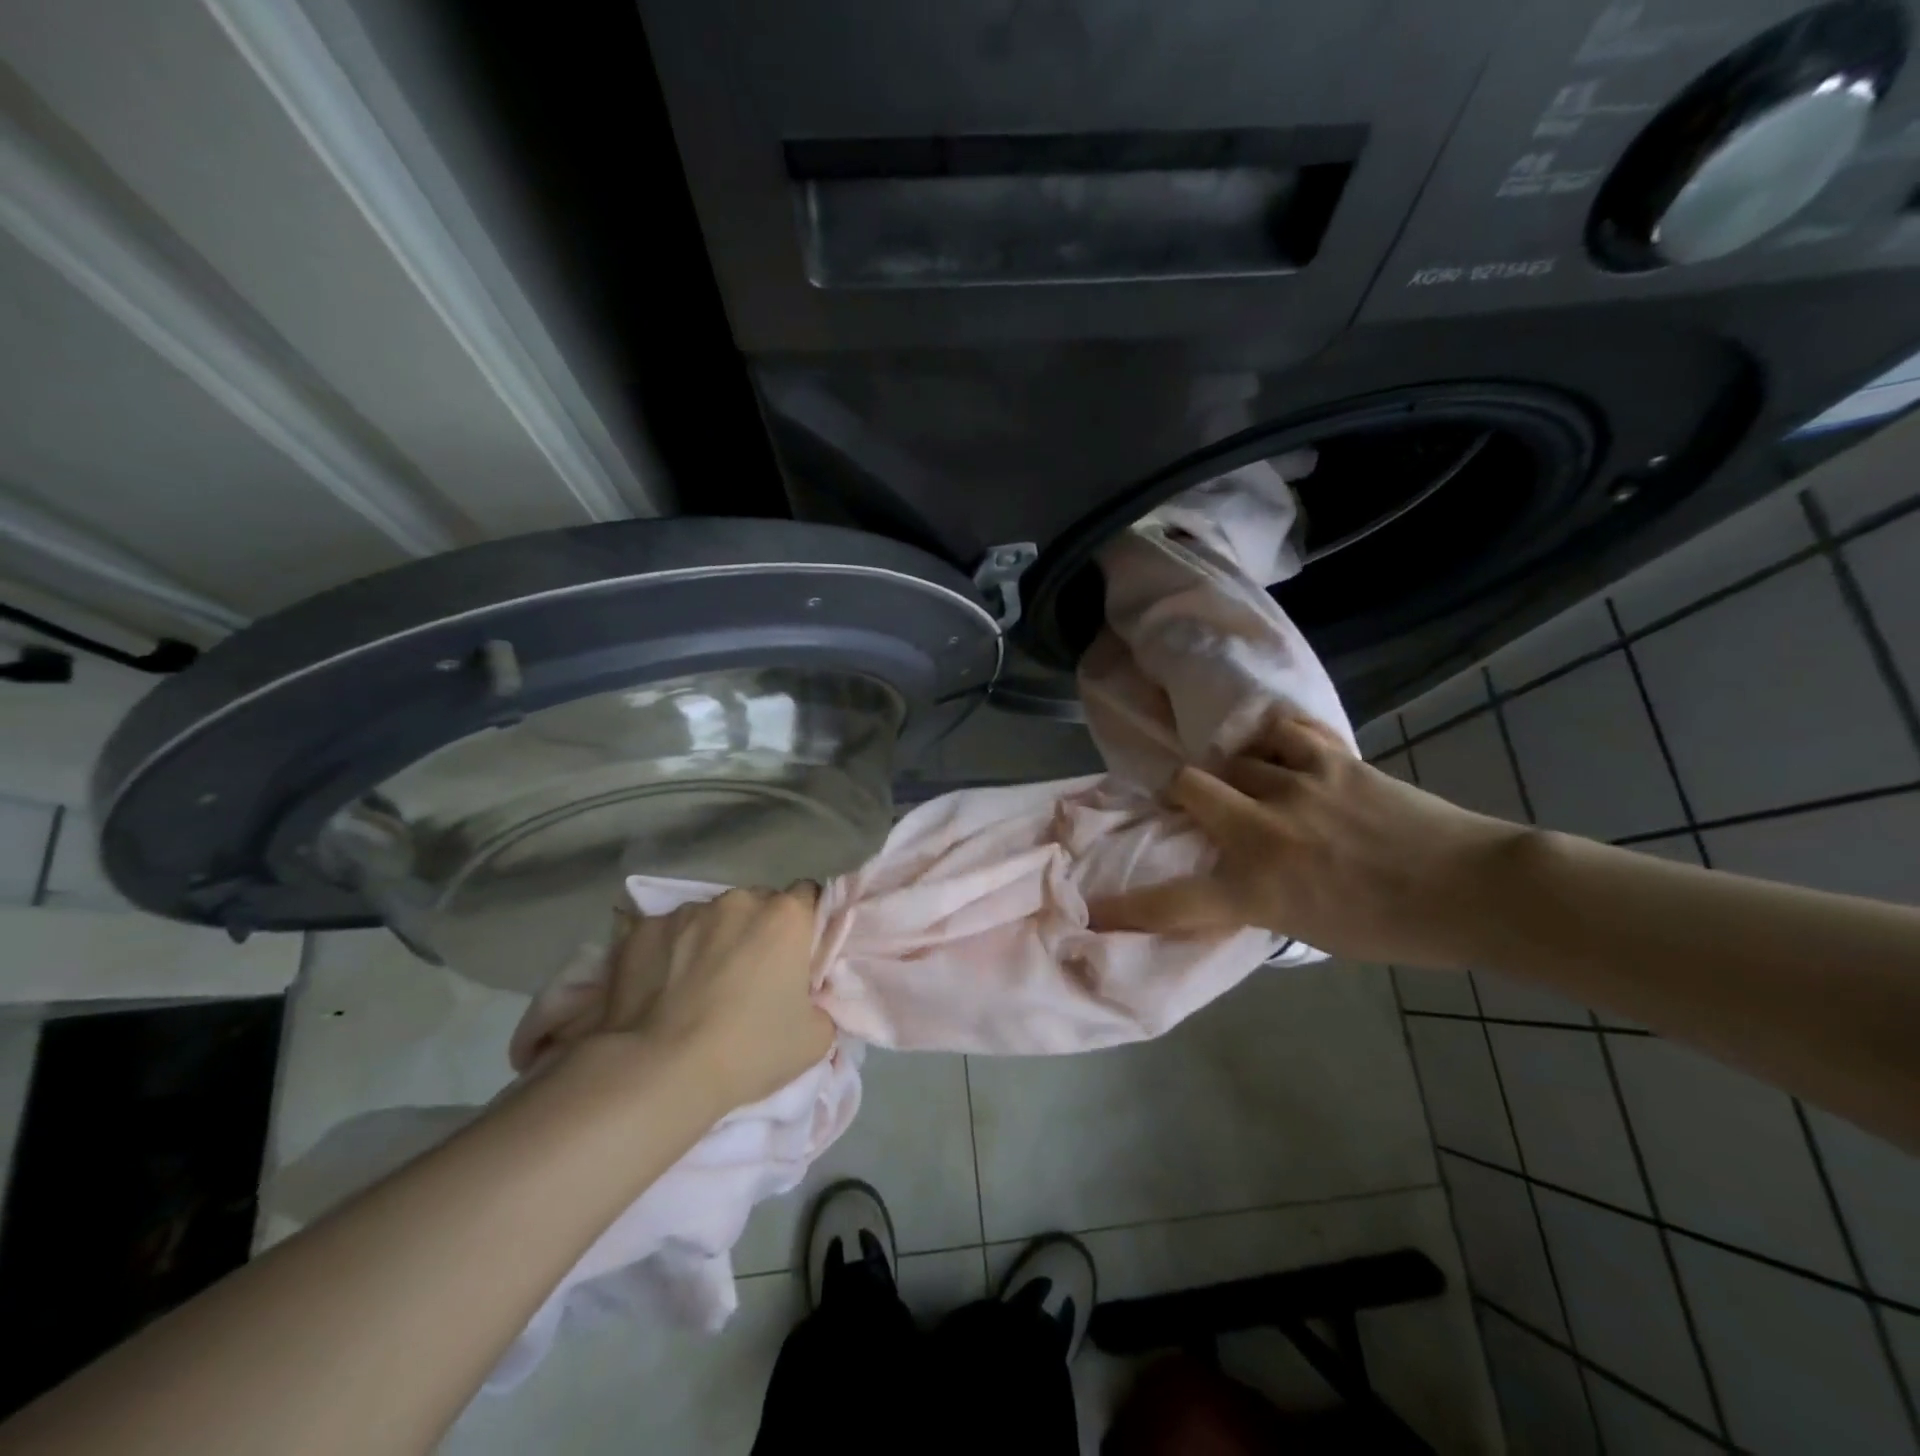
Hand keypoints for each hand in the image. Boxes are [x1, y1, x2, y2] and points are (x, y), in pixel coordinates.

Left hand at [595, 887, 834, 1108]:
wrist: (659, 1073)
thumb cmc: (748, 1051)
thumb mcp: (815, 1038)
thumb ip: (822, 1002)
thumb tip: (809, 998)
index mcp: (785, 917)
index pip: (808, 895)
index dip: (805, 924)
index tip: (798, 954)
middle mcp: (738, 901)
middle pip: (757, 903)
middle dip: (758, 930)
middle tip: (750, 975)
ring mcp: (686, 912)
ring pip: (711, 917)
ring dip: (714, 939)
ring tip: (699, 984)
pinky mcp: (643, 930)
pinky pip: (667, 933)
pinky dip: (671, 952)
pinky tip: (662, 988)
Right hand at [1087, 714, 1528, 967]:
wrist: (1475, 892)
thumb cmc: (1393, 928)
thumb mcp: (1307, 930)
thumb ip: (1258, 898)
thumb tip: (1229, 872)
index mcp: (1257, 890)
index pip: (1173, 902)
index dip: (1126, 909)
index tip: (1092, 911)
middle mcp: (1263, 833)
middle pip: (1186, 785)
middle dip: (1180, 791)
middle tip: (1193, 800)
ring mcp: (1295, 788)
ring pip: (1232, 757)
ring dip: (1233, 769)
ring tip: (1251, 777)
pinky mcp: (1332, 760)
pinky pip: (1281, 732)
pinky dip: (1274, 740)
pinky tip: (1281, 749)